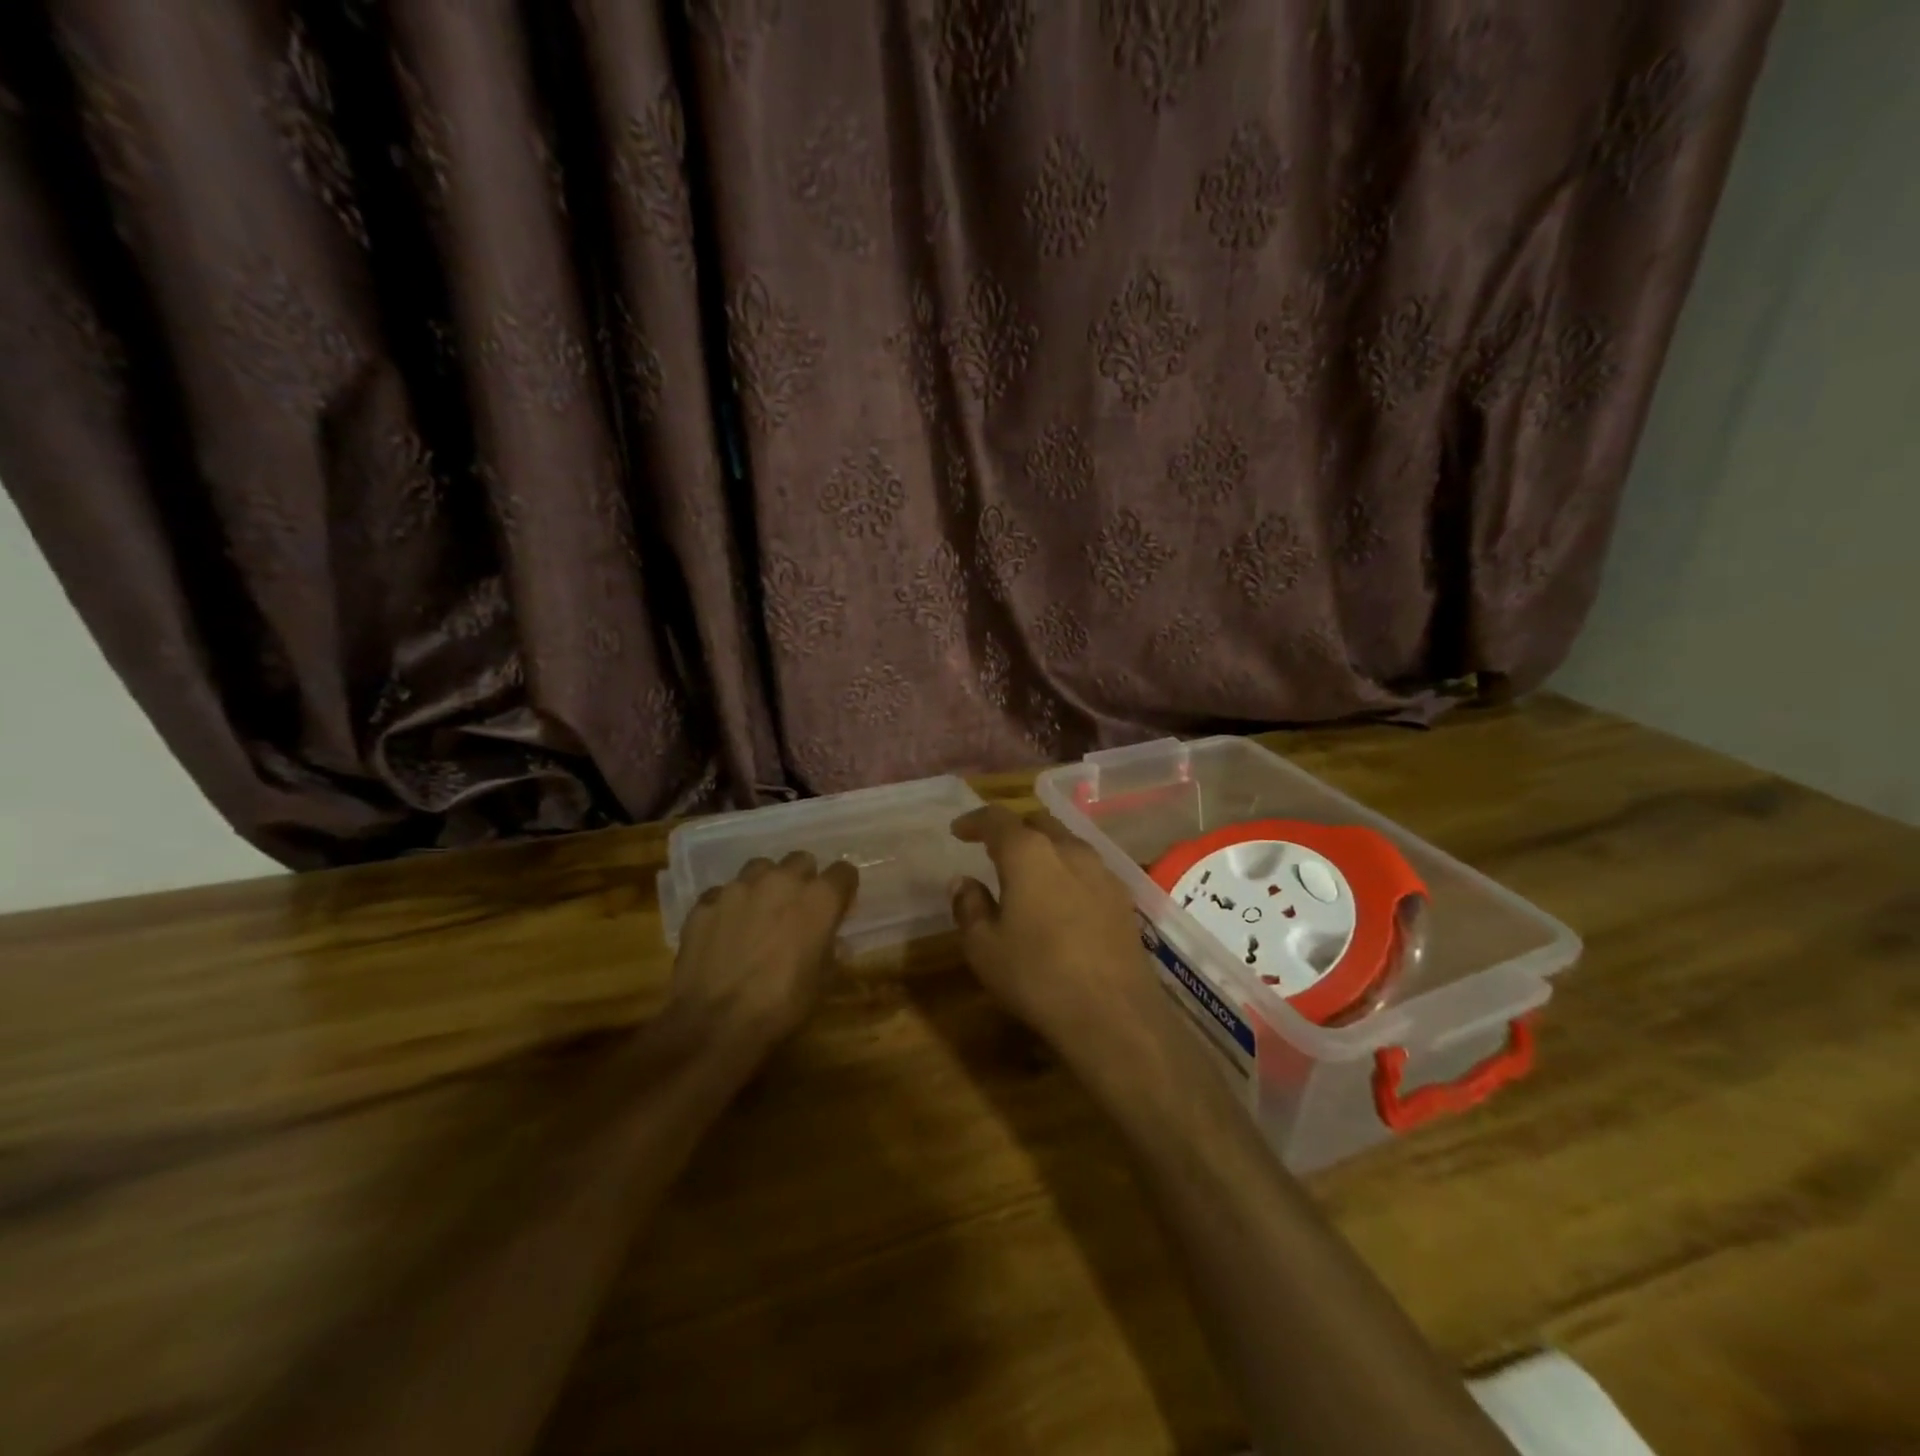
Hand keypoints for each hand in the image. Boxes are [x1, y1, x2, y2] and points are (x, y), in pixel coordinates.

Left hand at [669, 852, 859, 1056]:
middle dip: (804, 880)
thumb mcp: (822, 981)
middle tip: (798, 909)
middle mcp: (781, 881)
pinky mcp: (705, 902)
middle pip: (801, 860)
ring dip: (766, 885)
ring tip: (760, 913)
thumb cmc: (782, 1005)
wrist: (715, 1024)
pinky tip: (725, 930)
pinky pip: (723, 893)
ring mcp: (738, 888)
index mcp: (818, 899)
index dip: (843, 889)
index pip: (843, 872)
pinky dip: (729, 906)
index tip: (839, 907)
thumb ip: (830, 948)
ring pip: (760, 868)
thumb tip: (831, 939)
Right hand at [949, 806, 1164, 1063]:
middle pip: (1039, 822)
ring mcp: (1102, 872)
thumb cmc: (1036, 976)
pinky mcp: (1123, 899)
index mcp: (1029, 853)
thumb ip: (970, 907)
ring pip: (1068, 843)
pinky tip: (1062, 899)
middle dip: (1014, 829)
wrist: (1114, 1014)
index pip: (997, 819)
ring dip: (1044, 849)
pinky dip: (1068, 872)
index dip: (975, 821)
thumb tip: (963, 882)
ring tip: (1028, 873)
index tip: (959, 831)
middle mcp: (1069, 850)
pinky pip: (1088, 870)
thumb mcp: (984, 948)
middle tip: (994, 848)